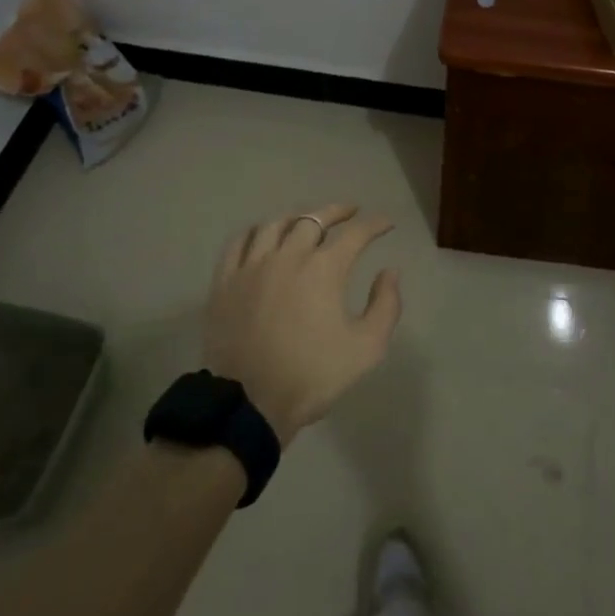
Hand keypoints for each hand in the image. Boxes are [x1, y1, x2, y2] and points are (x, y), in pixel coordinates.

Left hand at [203, 205, 401, 446]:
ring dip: (297, 218)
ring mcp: (252, 266)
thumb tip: (389, 272)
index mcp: (324, 269)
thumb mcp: (367, 348)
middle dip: (336, 212)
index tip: (386, 224)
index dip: (374, 225)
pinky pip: (239, 243)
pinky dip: (256, 232)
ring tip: (307, 221)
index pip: (355, 234)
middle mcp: (288, 256)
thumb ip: (385, 306)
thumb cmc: (313, 375)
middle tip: (350, 212)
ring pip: (275, 225)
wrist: (251, 403)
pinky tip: (263, 236)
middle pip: (313, 220)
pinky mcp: (225, 281)